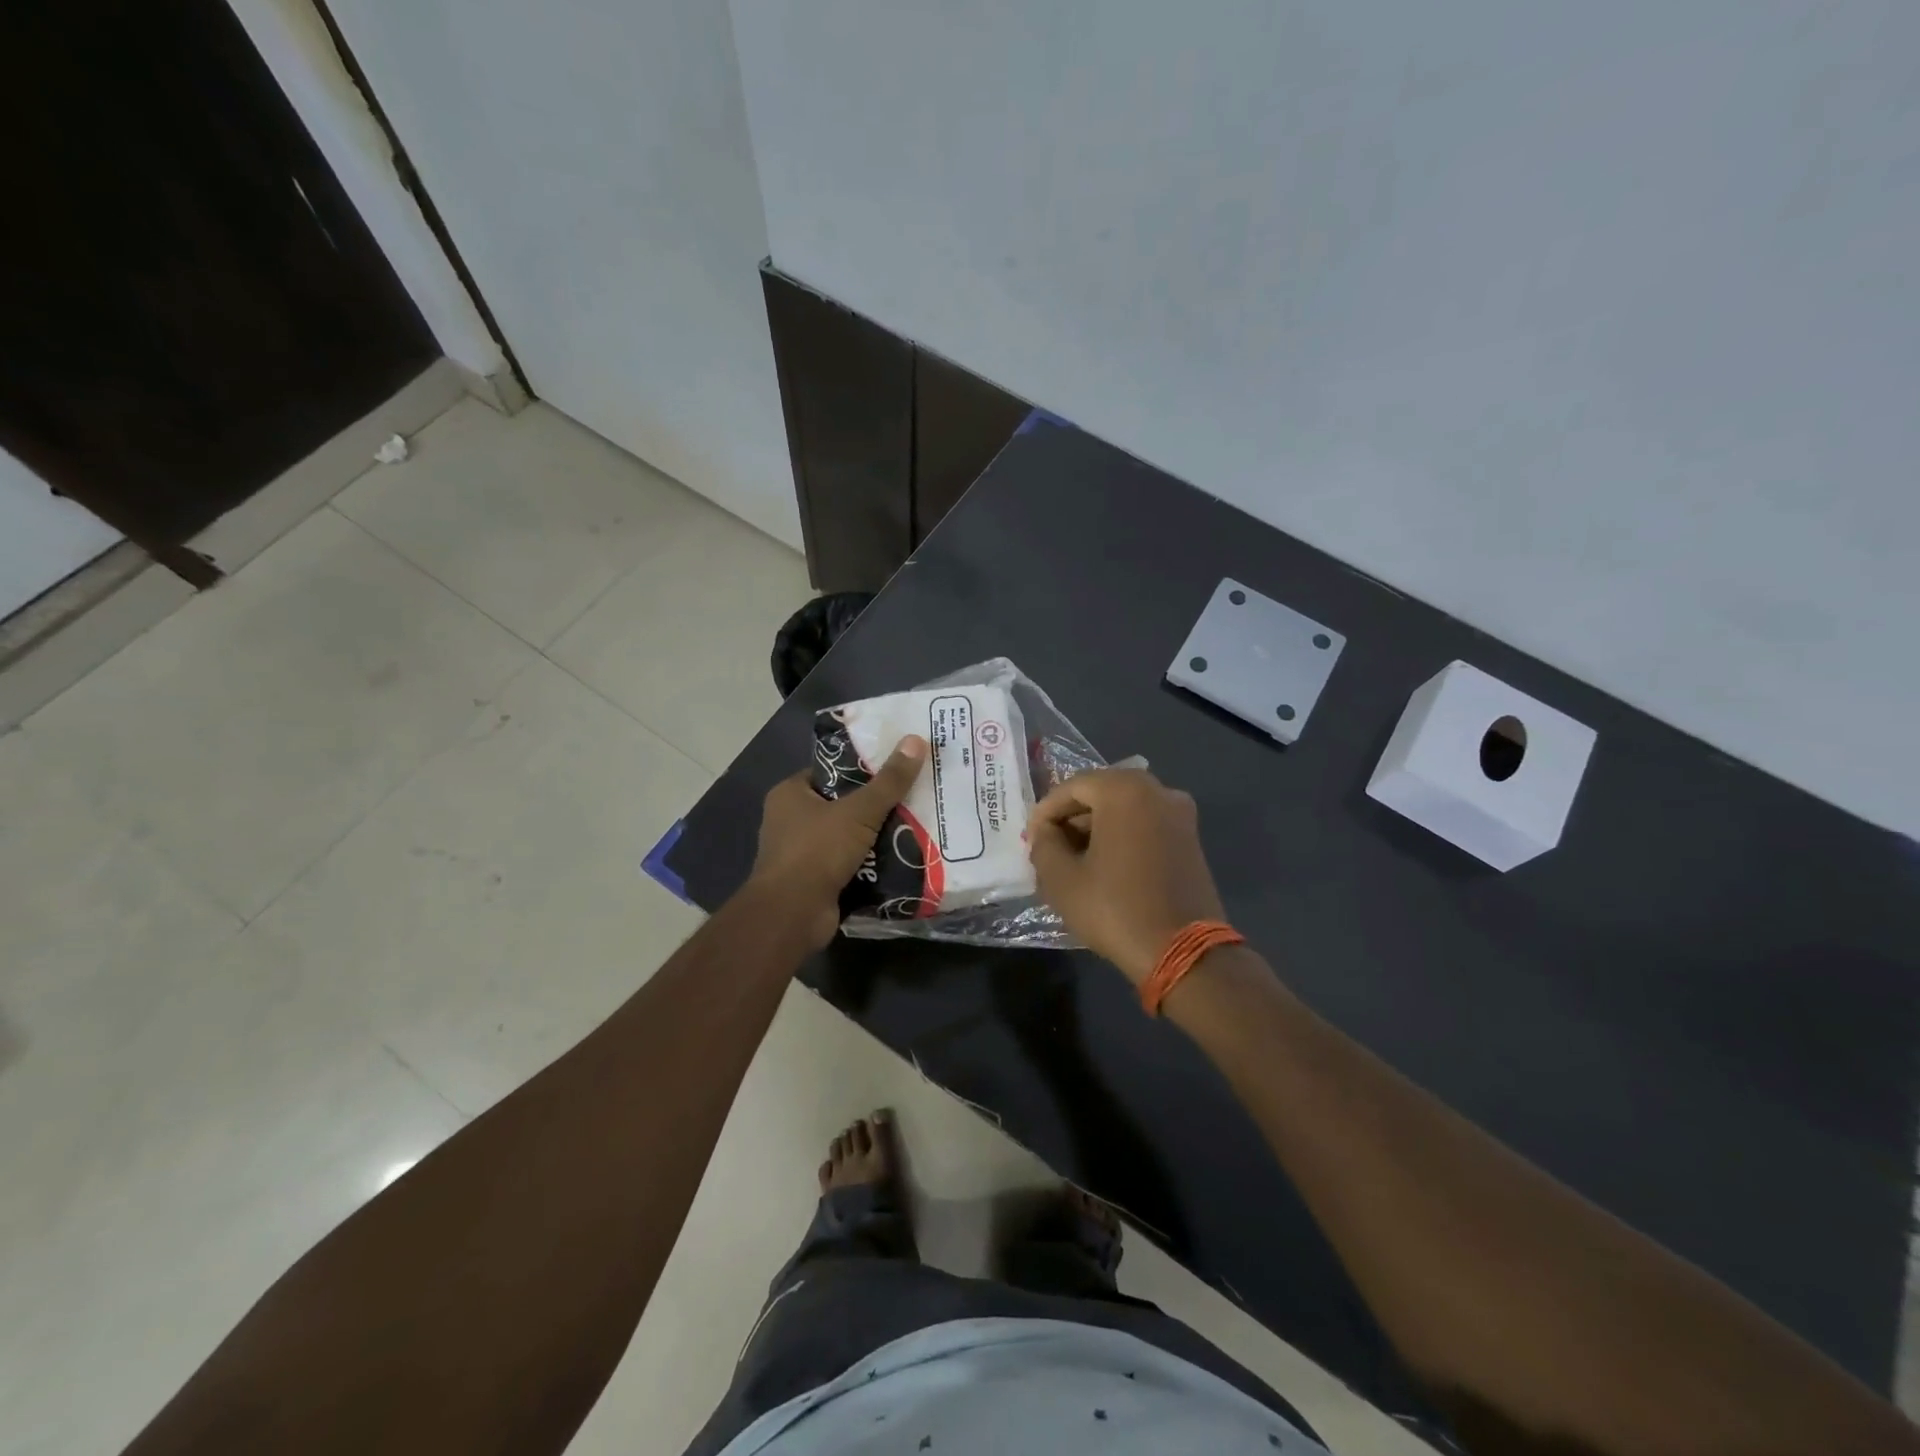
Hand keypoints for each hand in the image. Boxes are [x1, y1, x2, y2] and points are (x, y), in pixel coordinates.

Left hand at [749, 735, 928, 948]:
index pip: (831, 772)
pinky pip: (849, 864)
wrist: (793, 914)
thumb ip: (889, 781)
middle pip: (842, 804)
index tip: (896, 767)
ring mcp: (802, 854)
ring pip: (848, 836)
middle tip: (913, 796)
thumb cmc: (817, 851)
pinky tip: (902, 858)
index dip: (862, 768)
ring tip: (916, 824)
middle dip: (875, 805)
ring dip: (876, 836)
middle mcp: (790, 821)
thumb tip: (916, 740)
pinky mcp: (815, 881)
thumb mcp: (859, 811)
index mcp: (790, 794)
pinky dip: (871, 863)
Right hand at [1029, 768, 1227, 983]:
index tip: (1030, 839)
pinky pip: (1145, 823)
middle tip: (1049, 847)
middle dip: (1071, 817)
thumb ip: (1044, 844)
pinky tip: (1104, 864)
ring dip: (1095, 827)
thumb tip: (1046, 832)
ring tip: (1072, 858)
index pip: (1072, 787)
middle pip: (1100, 792)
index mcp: (1124, 790)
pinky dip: (1121, 834)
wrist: (1183, 952)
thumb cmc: (1116, 909)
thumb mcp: (1062, 879)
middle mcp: (1157, 790)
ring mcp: (1179, 813)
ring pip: (1124, 807)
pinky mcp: (1190, 837)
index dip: (1045, 811)